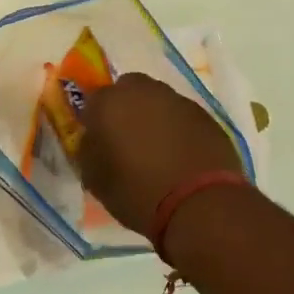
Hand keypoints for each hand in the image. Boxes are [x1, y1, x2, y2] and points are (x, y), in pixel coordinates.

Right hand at [76, 73, 243, 235]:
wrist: (199, 203)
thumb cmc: (138, 193)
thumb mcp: (95, 180)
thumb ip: (88, 151)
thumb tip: (93, 140)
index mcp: (110, 103)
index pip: (93, 100)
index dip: (94, 119)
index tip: (98, 140)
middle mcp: (144, 92)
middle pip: (129, 89)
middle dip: (125, 107)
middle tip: (127, 138)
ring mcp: (178, 100)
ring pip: (158, 100)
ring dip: (154, 116)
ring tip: (157, 149)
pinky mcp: (205, 115)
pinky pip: (182, 116)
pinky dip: (178, 128)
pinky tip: (181, 155)